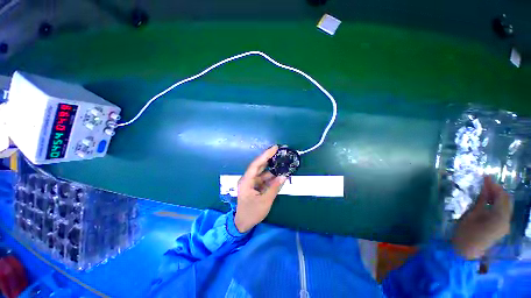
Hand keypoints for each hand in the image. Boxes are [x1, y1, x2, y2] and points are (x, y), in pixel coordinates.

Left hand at [234, 146, 286, 232]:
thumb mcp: (265, 201)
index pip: (256, 165)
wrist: (242, 223)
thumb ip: (274, 188)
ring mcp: (251, 182)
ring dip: (271, 168)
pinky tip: (279, 174)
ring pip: (262, 172)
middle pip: (259, 166)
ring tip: (282, 162)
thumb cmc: (252, 213)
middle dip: (269, 158)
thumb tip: (284, 176)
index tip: (274, 148)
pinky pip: (263, 178)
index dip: (265, 155)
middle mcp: (247, 179)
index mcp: (246, 181)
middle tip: (279, 152)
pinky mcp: (254, 186)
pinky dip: (271, 177)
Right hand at [452, 176, 512, 259]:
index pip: (502, 196)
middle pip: (506, 200)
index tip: (485, 176)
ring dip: (497, 196)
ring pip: (505, 205)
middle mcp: (507, 220)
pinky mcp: (501, 227)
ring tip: (486, 189)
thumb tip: (485, 186)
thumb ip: (482, 200)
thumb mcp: (472, 215)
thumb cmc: (466, 232)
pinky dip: (496, 203)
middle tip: (485, 182)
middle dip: (497, 190)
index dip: (494, 185)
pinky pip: (502, 211)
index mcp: (500, 217)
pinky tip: (488, 200)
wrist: (466, 252)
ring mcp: (505, 224)